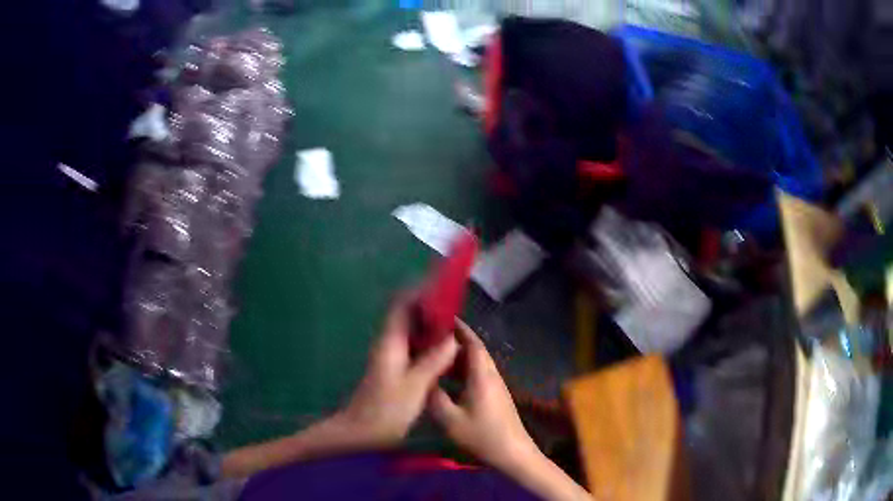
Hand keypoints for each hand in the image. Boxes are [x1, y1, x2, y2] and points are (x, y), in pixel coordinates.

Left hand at [340, 298, 458, 447]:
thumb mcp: (415, 386)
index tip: (445, 287)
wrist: (360, 431)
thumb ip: (434, 361)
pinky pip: (413, 347)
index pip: (403, 305)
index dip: (421, 292)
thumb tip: (453, 339)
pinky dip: (428, 343)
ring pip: (412, 332)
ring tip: (456, 327)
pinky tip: (445, 352)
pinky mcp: (394, 369)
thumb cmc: (386, 409)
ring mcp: (390, 356)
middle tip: (458, 309)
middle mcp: (389, 343)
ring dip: (431, 326)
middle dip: (431, 308)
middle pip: (408, 315)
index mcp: (391, 342)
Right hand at [427, 320, 538, 470]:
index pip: (473, 343)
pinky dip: (464, 369)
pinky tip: (450, 377)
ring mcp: (496, 385)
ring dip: (460, 355)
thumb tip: (425, 381)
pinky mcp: (496, 395)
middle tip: (434, 335)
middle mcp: (492, 375)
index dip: (459, 328)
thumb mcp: (450, 419)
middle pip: (476, 350)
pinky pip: (479, 373)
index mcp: (482, 376)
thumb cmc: (482, 435)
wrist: (513, 452)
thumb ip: (435, 397)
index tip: (443, 319)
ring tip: (437, 353)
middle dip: (457, 339)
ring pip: (478, 362)